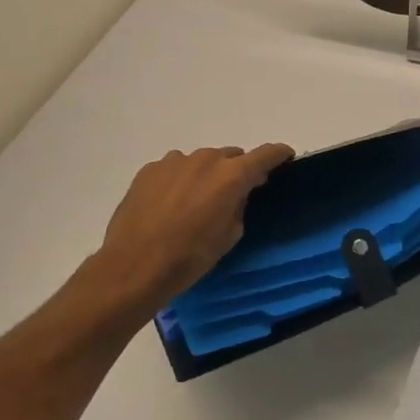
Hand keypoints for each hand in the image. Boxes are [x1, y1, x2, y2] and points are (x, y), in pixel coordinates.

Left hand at [92, 144, 294, 311]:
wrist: (134, 266)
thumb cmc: (190, 257)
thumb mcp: (229, 236)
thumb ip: (239, 206)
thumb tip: (237, 194)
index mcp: (231, 175)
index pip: (265, 154)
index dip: (278, 154)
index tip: (285, 157)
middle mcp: (205, 159)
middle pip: (231, 156)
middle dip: (237, 171)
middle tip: (234, 194)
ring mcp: (174, 161)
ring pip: (201, 161)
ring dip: (206, 175)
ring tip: (196, 202)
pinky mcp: (149, 170)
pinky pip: (175, 168)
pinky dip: (180, 179)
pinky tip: (171, 204)